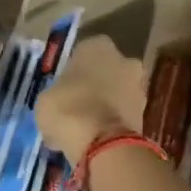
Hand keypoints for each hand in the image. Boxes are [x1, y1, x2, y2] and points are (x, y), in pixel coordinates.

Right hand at [35, 35, 146, 165]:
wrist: (105, 144)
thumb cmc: (69, 110)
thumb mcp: (45, 100)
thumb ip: (54, 95)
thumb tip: (57, 105)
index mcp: (97, 46)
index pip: (81, 54)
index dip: (70, 73)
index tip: (61, 91)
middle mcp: (124, 59)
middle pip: (103, 73)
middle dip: (91, 88)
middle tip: (72, 109)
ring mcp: (139, 86)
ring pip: (114, 95)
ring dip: (102, 107)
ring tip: (82, 130)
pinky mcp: (146, 114)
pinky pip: (121, 115)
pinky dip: (110, 125)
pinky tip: (94, 141)